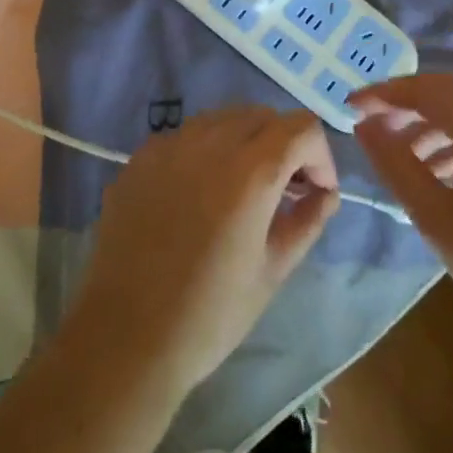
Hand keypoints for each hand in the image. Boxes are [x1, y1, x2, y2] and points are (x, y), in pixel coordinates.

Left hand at [69, 107, 340, 397]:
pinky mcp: (139, 158)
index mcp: (251, 171)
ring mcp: (169, 145)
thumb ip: (308, 221)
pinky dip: (205, 152)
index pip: (301, 127)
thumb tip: (326, 193)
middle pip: (263, 115)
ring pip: (222, 119)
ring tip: (242, 188)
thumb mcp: (273, 271)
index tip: (316, 191)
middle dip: (284, 144)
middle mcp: (210, 143)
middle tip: (285, 189)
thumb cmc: (210, 313)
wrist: (126, 337)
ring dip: (245, 141)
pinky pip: (185, 137)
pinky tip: (198, 194)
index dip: (320, 155)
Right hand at [350, 74, 452, 354]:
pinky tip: (451, 177)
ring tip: (409, 160)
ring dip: (438, 125)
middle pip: (452, 93)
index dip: (383, 94)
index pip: (424, 89)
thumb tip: (366, 125)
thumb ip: (395, 162)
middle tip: (376, 128)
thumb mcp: (435, 215)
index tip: (351, 106)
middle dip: (410, 106)